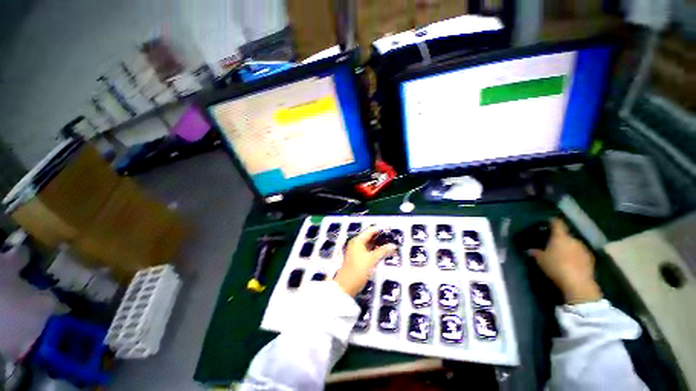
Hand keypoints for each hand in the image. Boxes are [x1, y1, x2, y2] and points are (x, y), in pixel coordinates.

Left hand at [334, 227, 396, 296]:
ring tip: (390, 245)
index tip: (389, 228)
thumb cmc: (357, 270)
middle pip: (370, 237)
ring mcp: (356, 251)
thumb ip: (383, 251)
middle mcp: (356, 244)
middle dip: (381, 237)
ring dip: (379, 244)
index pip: (370, 231)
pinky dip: (376, 250)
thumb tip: (393, 245)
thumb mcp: (371, 259)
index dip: (380, 229)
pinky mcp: (358, 258)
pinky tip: (383, 253)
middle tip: (391, 237)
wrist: (346, 286)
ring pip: (370, 244)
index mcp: (357, 241)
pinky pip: (369, 250)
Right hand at [528, 218, 602, 304]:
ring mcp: (584, 249)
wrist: (578, 283)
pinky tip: (569, 262)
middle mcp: (573, 239)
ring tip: (560, 254)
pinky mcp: (590, 259)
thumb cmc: (556, 267)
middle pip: (566, 235)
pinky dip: (574, 256)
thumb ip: (535, 253)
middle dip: (559, 238)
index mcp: (560, 237)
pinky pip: (579, 254)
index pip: (557, 224)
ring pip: (573, 245)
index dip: (552, 221)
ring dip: (568, 247)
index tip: (548, 221)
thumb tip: (530, 250)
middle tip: (551, 243)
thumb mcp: (541, 260)